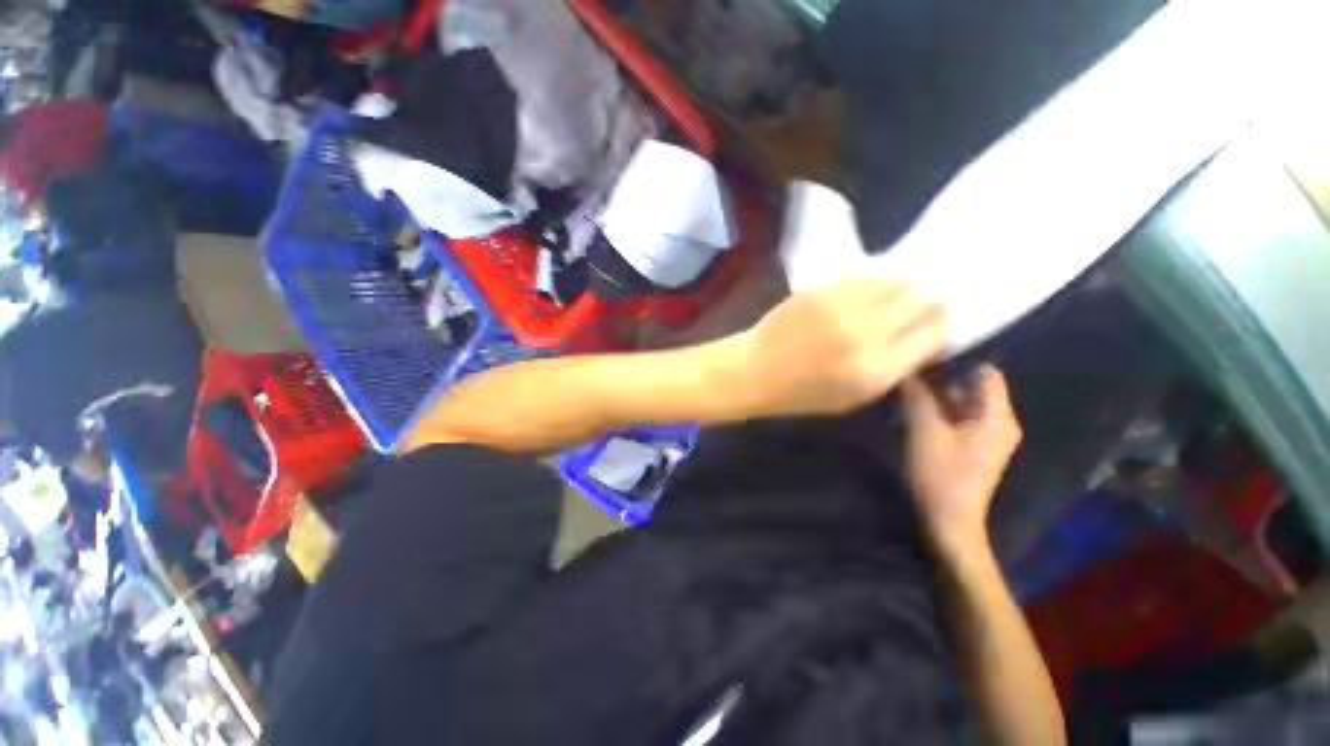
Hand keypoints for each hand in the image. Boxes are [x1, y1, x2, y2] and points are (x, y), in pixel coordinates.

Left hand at [728, 278, 946, 417]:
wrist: (755, 369)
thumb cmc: (802, 393)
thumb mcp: (853, 397)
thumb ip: (893, 369)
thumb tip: (924, 340)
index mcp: (876, 369)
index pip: (934, 335)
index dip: (943, 326)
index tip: (940, 322)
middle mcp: (865, 333)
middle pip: (922, 300)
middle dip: (934, 297)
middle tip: (934, 295)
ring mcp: (841, 306)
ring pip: (896, 279)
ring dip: (908, 281)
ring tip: (909, 284)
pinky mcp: (821, 289)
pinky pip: (864, 274)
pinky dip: (877, 277)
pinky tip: (877, 282)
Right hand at [902, 365, 1021, 553]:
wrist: (950, 520)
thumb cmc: (941, 474)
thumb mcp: (925, 430)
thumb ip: (918, 396)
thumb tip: (908, 367)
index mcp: (997, 416)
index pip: (985, 372)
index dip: (958, 359)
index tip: (925, 353)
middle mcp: (999, 421)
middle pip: (973, 386)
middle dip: (941, 376)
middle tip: (909, 369)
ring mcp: (987, 435)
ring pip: (963, 401)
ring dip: (937, 393)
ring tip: (906, 385)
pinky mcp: (974, 445)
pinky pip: (958, 416)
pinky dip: (939, 409)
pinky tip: (914, 407)